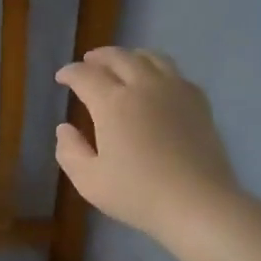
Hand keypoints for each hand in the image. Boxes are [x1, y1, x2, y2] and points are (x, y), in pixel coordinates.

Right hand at [55, 48, 240, 246]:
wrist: (197, 203)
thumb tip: (64, 129)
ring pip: (150, 57)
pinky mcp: (198, 101)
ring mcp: (175, 90)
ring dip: (129, 56)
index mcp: (112, 103)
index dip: (70, 73)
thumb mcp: (89, 181)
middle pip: (118, 57)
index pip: (85, 76)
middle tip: (88, 63)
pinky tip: (156, 83)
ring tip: (122, 64)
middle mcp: (143, 86)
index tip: (61, 78)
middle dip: (98, 57)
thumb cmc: (138, 194)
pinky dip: (157, 69)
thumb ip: (70, 152)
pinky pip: (175, 72)